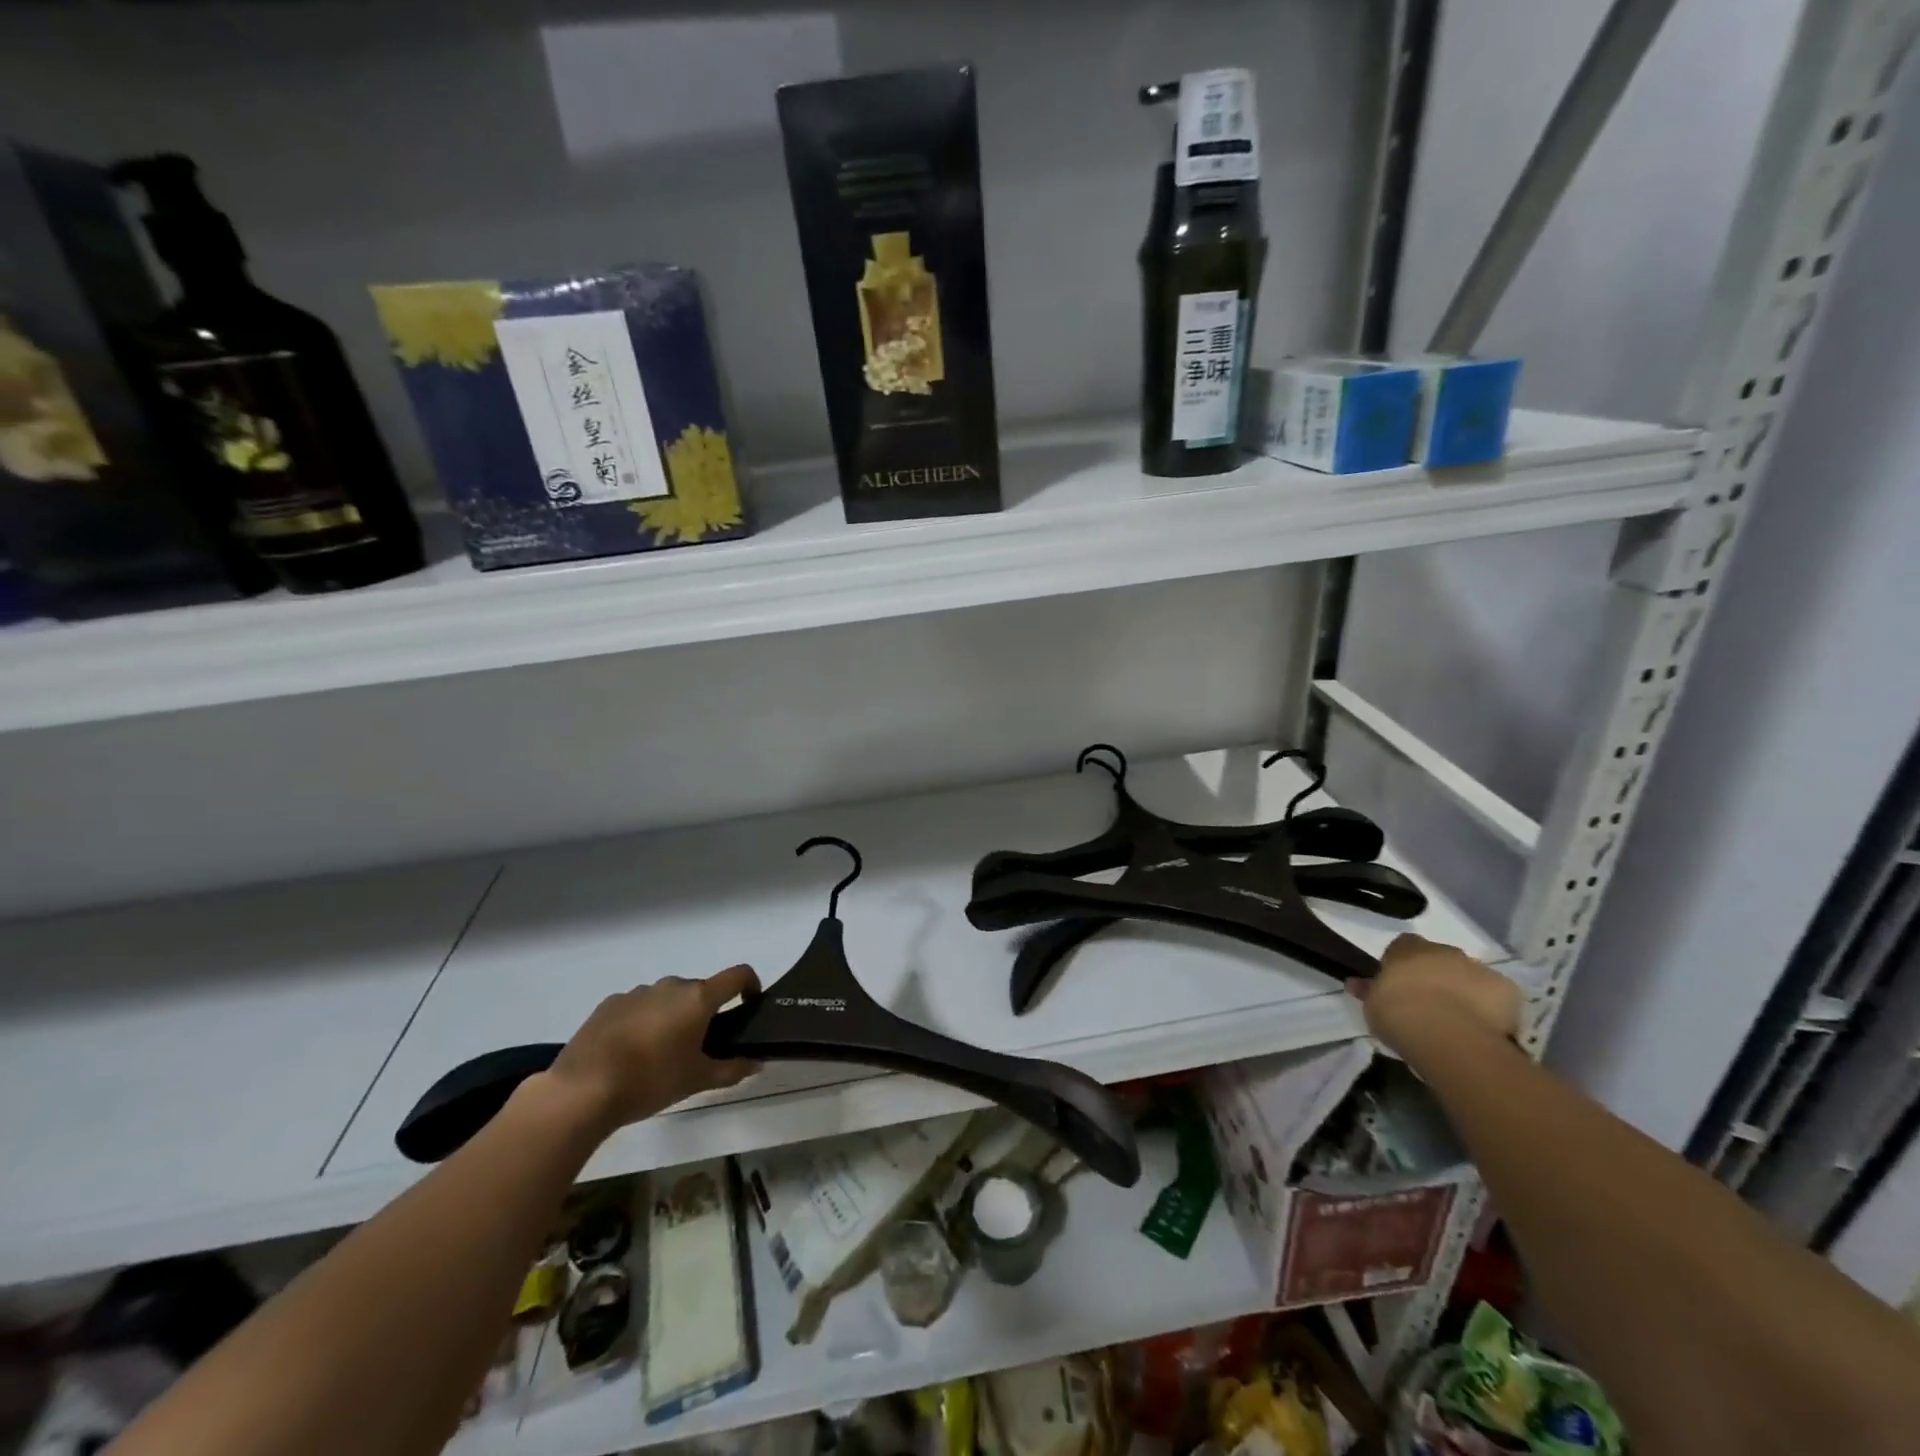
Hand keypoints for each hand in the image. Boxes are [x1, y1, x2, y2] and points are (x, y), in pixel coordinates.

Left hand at [544, 965, 760, 1136]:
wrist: (581, 1090)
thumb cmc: (650, 1081)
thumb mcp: (697, 1080)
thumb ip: (732, 1069)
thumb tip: (757, 1062)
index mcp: (698, 998)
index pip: (738, 975)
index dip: (751, 985)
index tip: (749, 1006)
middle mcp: (671, 985)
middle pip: (700, 990)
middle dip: (704, 1012)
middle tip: (699, 1047)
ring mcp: (638, 992)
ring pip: (667, 998)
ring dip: (672, 1016)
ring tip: (660, 1054)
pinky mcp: (609, 1004)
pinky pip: (638, 1006)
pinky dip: (643, 1021)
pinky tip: (629, 1053)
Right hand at [1347, 933, 1521, 1055]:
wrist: (1448, 1034)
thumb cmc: (1399, 1013)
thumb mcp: (1372, 1005)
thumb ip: (1369, 991)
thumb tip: (1355, 984)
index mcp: (1408, 948)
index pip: (1403, 946)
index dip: (1402, 965)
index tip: (1399, 986)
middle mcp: (1444, 951)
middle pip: (1440, 959)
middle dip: (1436, 976)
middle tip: (1429, 1005)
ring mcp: (1478, 968)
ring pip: (1470, 976)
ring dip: (1464, 990)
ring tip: (1458, 1021)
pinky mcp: (1507, 990)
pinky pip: (1497, 996)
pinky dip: (1492, 1008)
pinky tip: (1484, 1028)